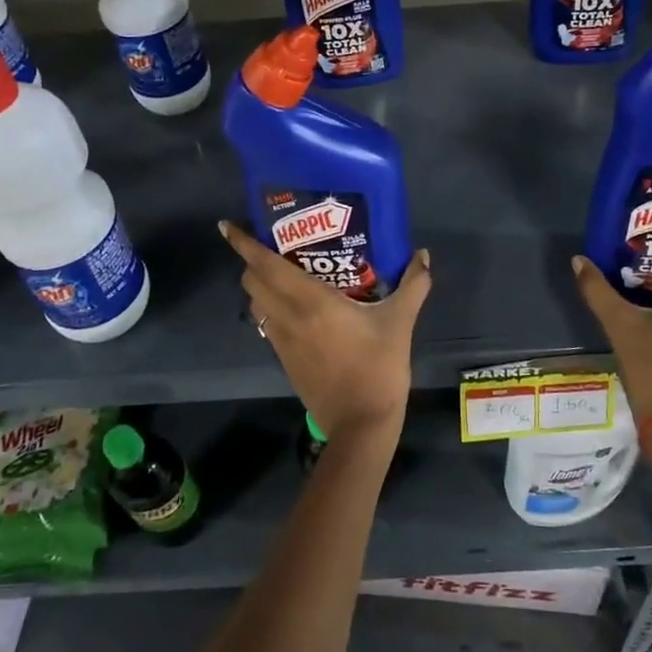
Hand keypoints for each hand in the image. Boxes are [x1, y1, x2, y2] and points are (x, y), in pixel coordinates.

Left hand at [219, 223, 432, 442]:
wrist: (360, 424)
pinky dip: (270, 309)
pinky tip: (294, 308)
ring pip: (257, 305)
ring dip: (259, 286)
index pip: (265, 266)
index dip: (244, 245)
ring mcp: (282, 341)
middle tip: (270, 246)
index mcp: (311, 301)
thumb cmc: (378, 367)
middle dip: (252, 261)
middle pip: (253, 282)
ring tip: (280, 274)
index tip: (228, 227)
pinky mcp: (284, 360)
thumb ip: (413, 285)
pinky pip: (267, 324)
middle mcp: (288, 317)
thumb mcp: (399, 322)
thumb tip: (423, 255)